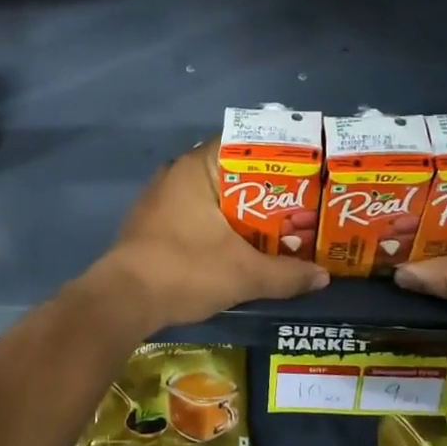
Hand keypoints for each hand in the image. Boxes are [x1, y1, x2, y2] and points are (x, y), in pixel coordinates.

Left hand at [81, 143, 328, 335]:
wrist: (123, 301)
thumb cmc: (185, 270)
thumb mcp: (244, 274)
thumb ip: (286, 274)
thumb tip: (323, 277)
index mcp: (196, 168)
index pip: (243, 144)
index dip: (276, 157)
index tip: (304, 172)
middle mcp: (176, 173)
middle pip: (230, 172)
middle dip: (265, 189)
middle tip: (300, 204)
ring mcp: (160, 198)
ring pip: (212, 195)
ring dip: (241, 210)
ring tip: (278, 225)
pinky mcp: (153, 222)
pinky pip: (195, 212)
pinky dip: (219, 223)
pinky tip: (240, 243)